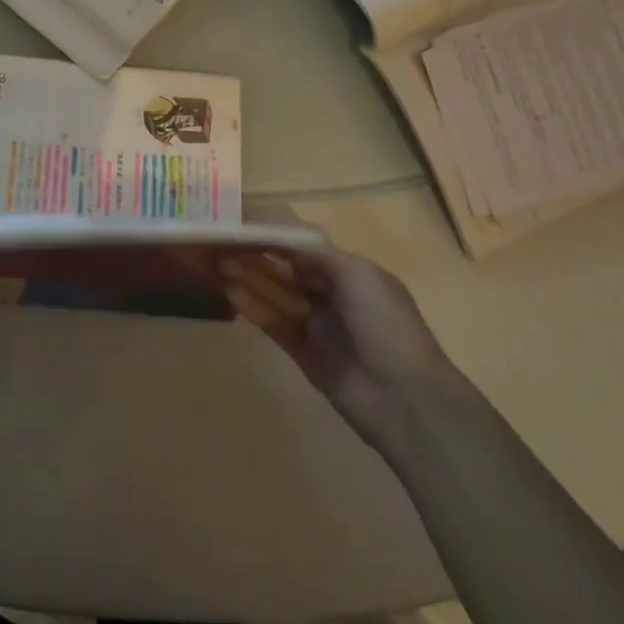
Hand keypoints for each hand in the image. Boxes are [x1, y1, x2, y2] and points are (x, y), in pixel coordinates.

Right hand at [222, 243, 462, 454]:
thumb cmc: (385, 323)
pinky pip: (274, 324)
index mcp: (353, 276)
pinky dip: (253, 308)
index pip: (307, 251)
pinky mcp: (303, 353)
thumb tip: (281, 239)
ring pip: (277, 296)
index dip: (277, 240)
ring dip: (250, 280)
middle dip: (258, 259)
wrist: (404, 396)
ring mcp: (318, 326)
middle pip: (288, 273)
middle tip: (223, 246)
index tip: (245, 227)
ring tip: (219, 266)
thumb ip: (316, 253)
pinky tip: (231, 293)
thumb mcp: (357, 274)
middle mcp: (334, 297)